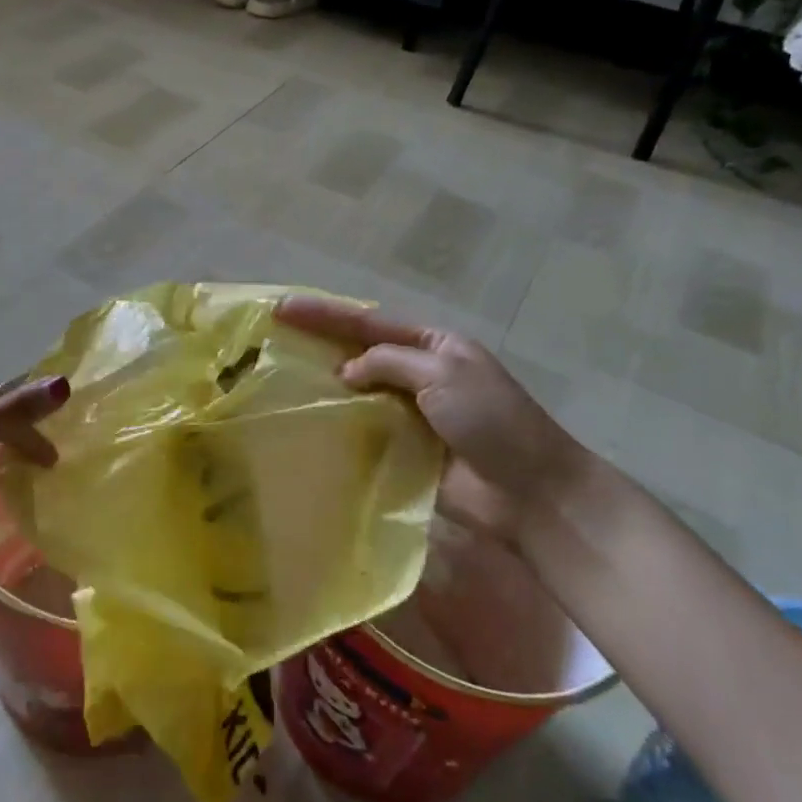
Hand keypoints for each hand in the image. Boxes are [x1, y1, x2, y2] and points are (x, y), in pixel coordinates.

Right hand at [275, 295, 595, 543]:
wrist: (531, 493)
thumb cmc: (492, 421)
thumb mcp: (443, 374)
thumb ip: (388, 362)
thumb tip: (345, 371)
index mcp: (433, 345)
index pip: (368, 323)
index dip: (323, 314)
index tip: (281, 309)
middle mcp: (418, 373)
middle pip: (358, 352)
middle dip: (317, 343)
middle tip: (271, 338)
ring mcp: (410, 413)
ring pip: (356, 391)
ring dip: (322, 385)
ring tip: (277, 379)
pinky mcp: (404, 449)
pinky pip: (363, 429)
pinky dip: (337, 424)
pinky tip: (307, 423)